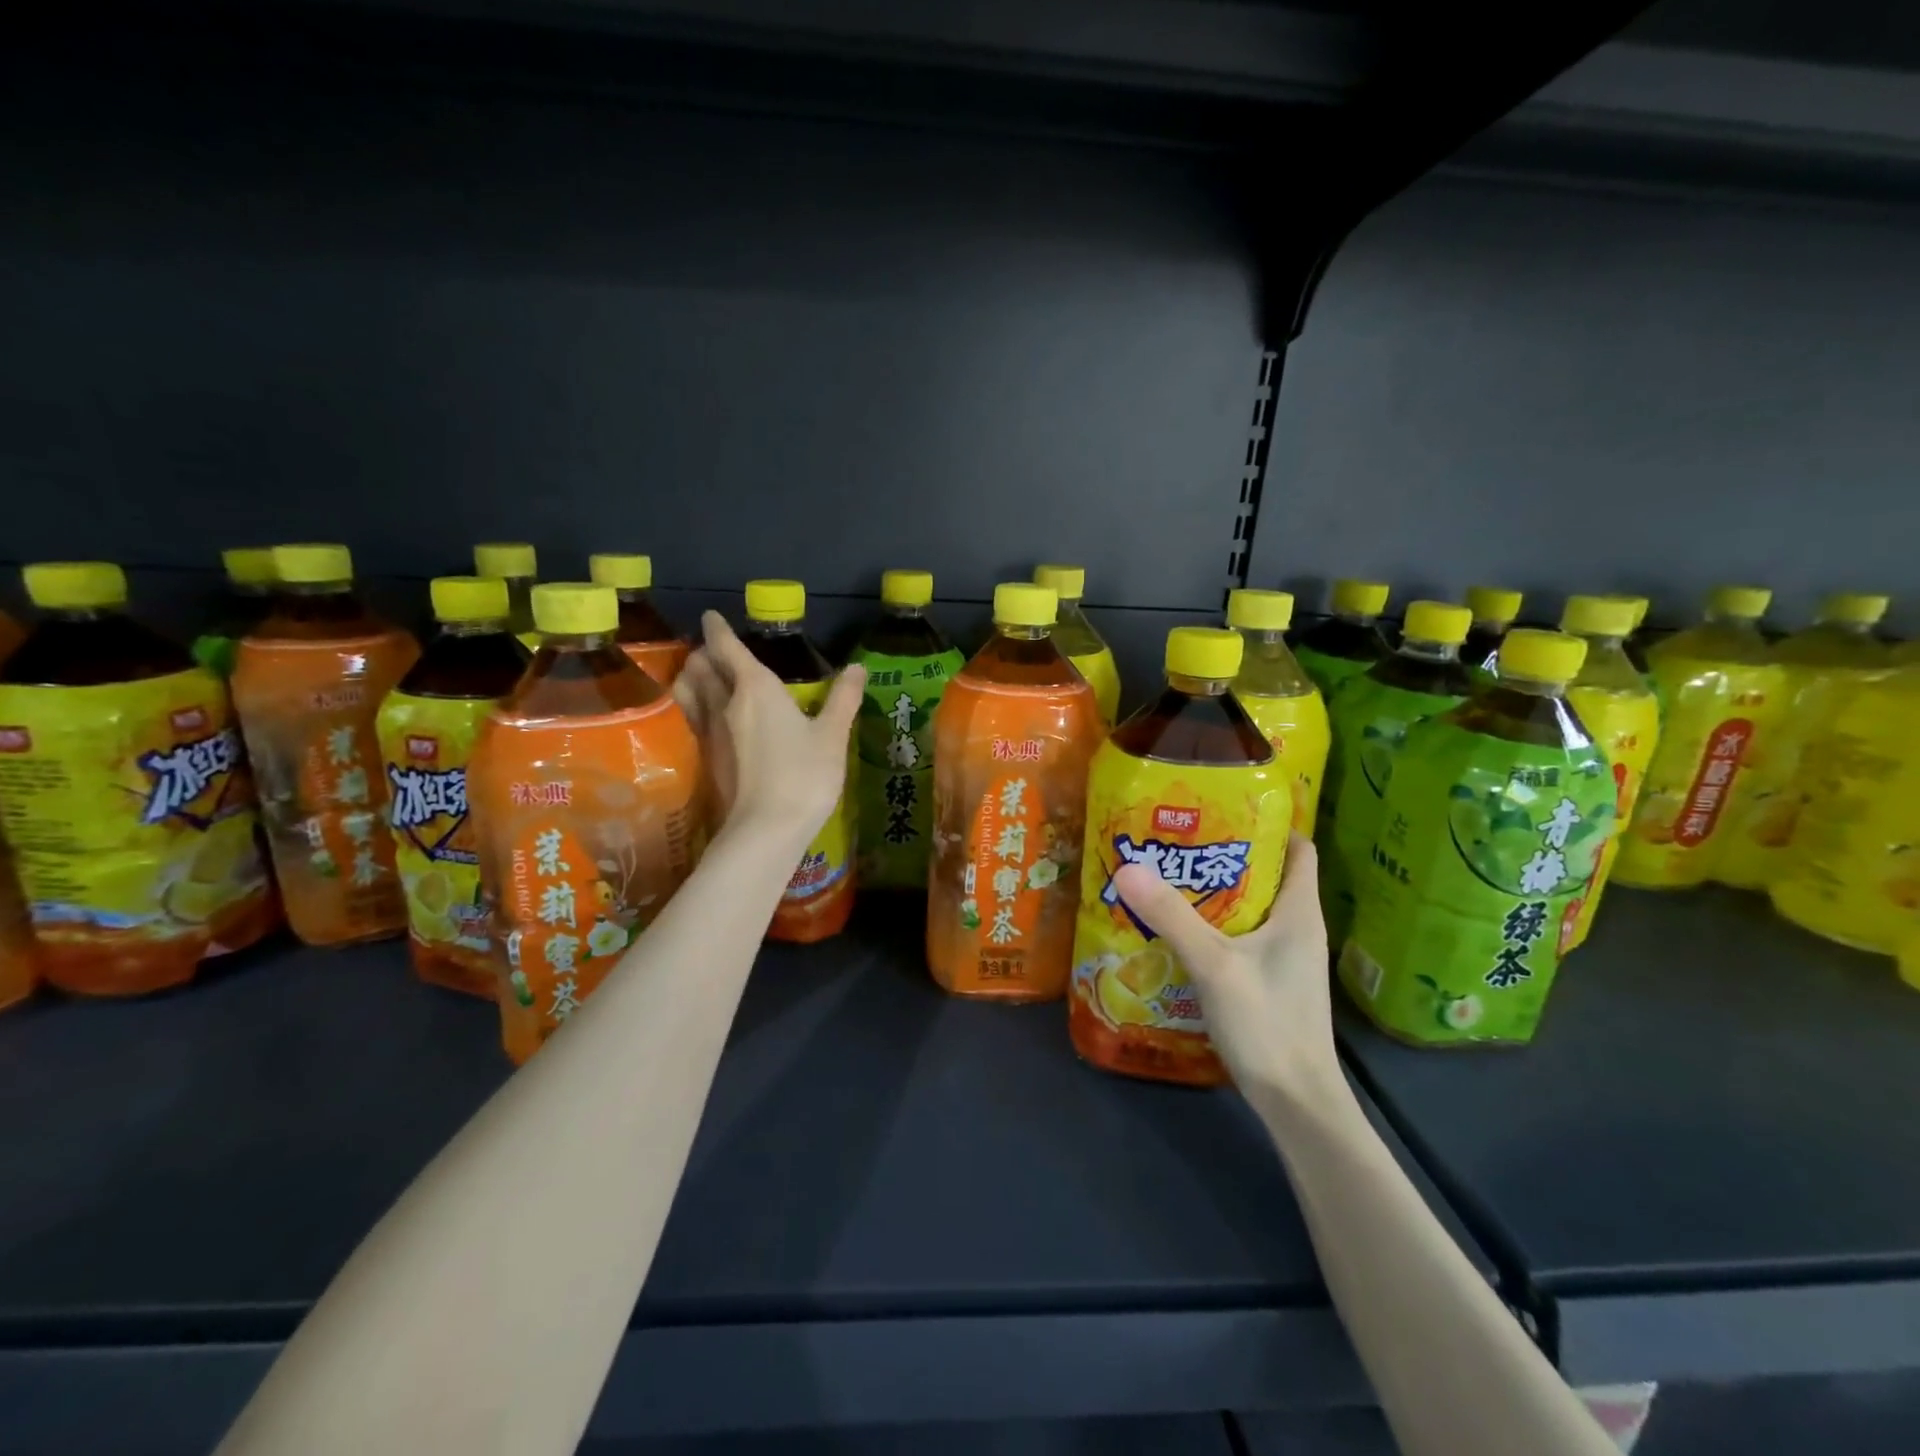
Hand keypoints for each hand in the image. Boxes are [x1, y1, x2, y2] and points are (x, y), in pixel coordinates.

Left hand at [673, 611, 865, 841]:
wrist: (766, 830)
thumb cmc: (804, 776)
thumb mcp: (832, 736)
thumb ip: (843, 699)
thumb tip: (858, 667)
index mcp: (755, 688)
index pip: (727, 648)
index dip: (718, 629)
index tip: (711, 616)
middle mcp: (724, 703)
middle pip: (700, 667)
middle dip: (704, 652)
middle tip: (714, 649)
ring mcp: (709, 732)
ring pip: (687, 691)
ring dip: (691, 676)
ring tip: (703, 676)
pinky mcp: (705, 758)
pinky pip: (691, 717)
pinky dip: (694, 704)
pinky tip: (709, 715)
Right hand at [1112, 833, 1341, 1106]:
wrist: (1297, 1103)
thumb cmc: (1268, 1024)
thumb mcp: (1215, 965)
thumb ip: (1172, 916)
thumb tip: (1129, 866)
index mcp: (1299, 913)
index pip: (1299, 849)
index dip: (1269, 825)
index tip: (1223, 809)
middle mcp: (1298, 929)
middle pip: (1267, 875)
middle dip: (1226, 855)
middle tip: (1178, 841)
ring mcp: (1284, 959)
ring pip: (1251, 909)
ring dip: (1216, 892)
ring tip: (1169, 877)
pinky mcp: (1269, 983)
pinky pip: (1242, 938)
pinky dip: (1215, 926)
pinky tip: (1178, 931)